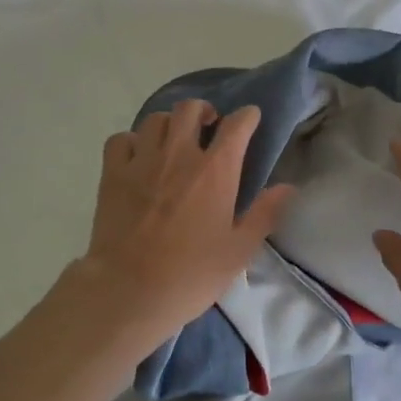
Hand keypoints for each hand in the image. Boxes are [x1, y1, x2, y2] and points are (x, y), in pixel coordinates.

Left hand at [67, 100, 294, 356]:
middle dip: (204, 111)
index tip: (250, 119)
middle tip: (208, 127)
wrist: (129, 291)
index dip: (247, 116)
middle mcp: (179, 155)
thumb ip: (264, 214)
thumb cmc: (190, 275)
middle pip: (190, 109)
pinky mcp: (112, 174)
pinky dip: (131, 141)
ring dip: (169, 124)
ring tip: (173, 140)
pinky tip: (137, 156)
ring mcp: (142, 161)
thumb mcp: (239, 251)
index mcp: (215, 171)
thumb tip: (288, 187)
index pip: (236, 125)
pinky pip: (121, 139)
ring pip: (156, 119)